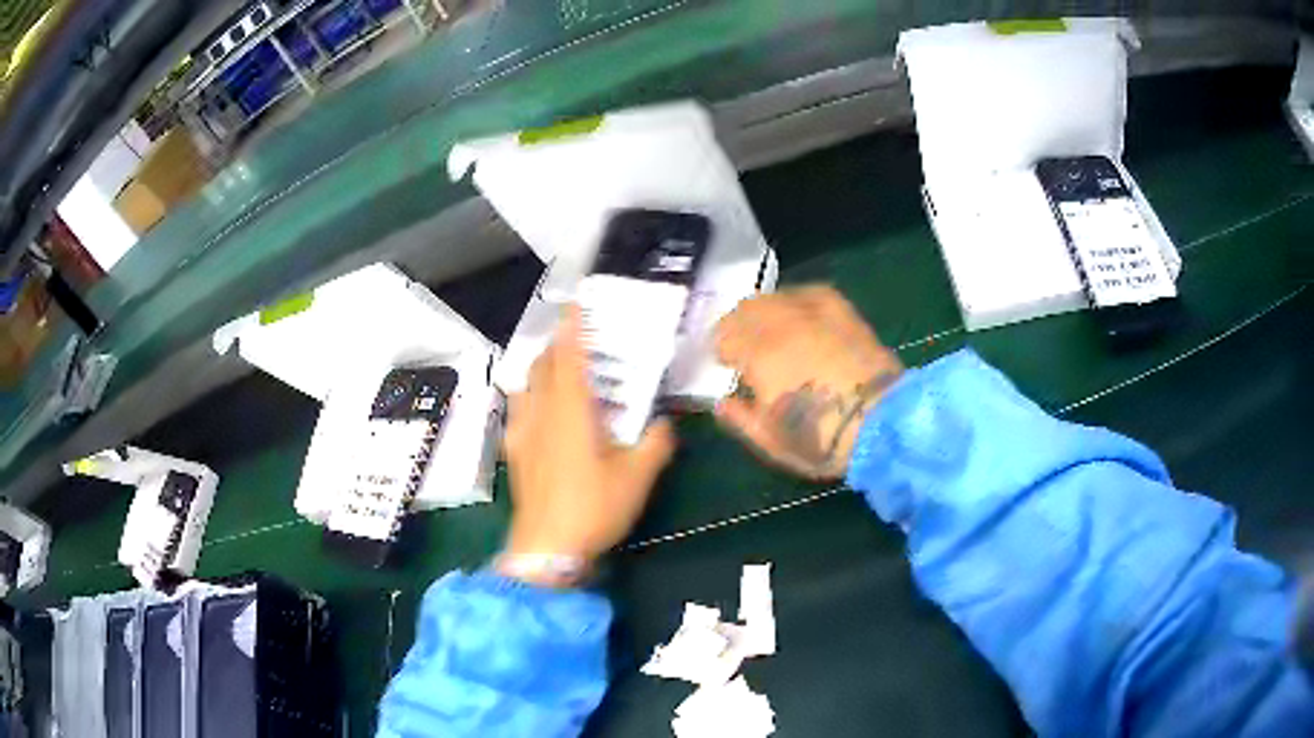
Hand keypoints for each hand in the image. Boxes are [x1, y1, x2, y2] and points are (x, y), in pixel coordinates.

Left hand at [501, 306, 675, 584]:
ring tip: (557, 371)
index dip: (572, 329)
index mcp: (573, 412)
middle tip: (575, 339)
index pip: (570, 358)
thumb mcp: (638, 478)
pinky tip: (536, 413)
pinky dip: (528, 399)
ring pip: (526, 387)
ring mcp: (523, 434)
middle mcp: (542, 414)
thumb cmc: (594, 508)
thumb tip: (664, 424)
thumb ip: (655, 445)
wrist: (547, 549)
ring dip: (540, 370)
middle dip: (557, 346)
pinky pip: (517, 413)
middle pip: (543, 367)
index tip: (573, 305)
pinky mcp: (515, 455)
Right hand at [715, 285, 903, 479]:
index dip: (720, 350)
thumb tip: (722, 402)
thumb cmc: (822, 439)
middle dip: (738, 325)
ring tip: (768, 328)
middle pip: (747, 310)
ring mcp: (814, 314)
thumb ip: (740, 418)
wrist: (883, 423)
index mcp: (759, 357)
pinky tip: (798, 312)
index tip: (723, 362)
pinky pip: (809, 292)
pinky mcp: (842, 312)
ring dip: (764, 311)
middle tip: (741, 344)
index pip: (725, 338)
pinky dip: (795, 300)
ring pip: (776, 297)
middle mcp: (782, 326)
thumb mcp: (771, 442)